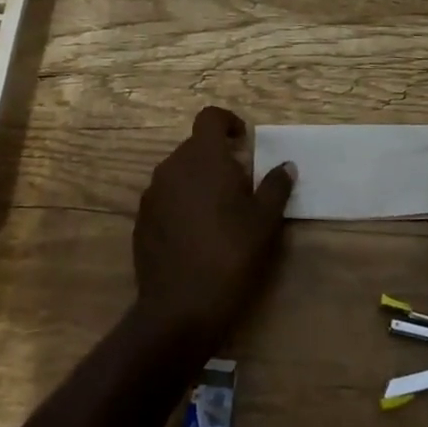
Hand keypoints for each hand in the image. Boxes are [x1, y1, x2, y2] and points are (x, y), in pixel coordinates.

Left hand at [133, 107, 294, 351]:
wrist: (180, 308)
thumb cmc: (231, 255)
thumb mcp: (265, 221)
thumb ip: (276, 186)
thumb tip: (286, 166)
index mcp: (203, 158)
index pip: (210, 118)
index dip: (228, 122)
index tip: (244, 140)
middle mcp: (172, 168)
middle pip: (195, 146)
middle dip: (217, 157)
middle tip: (241, 184)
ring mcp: (152, 195)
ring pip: (178, 172)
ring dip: (199, 180)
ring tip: (220, 211)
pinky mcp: (141, 221)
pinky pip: (165, 198)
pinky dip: (182, 203)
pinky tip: (197, 233)